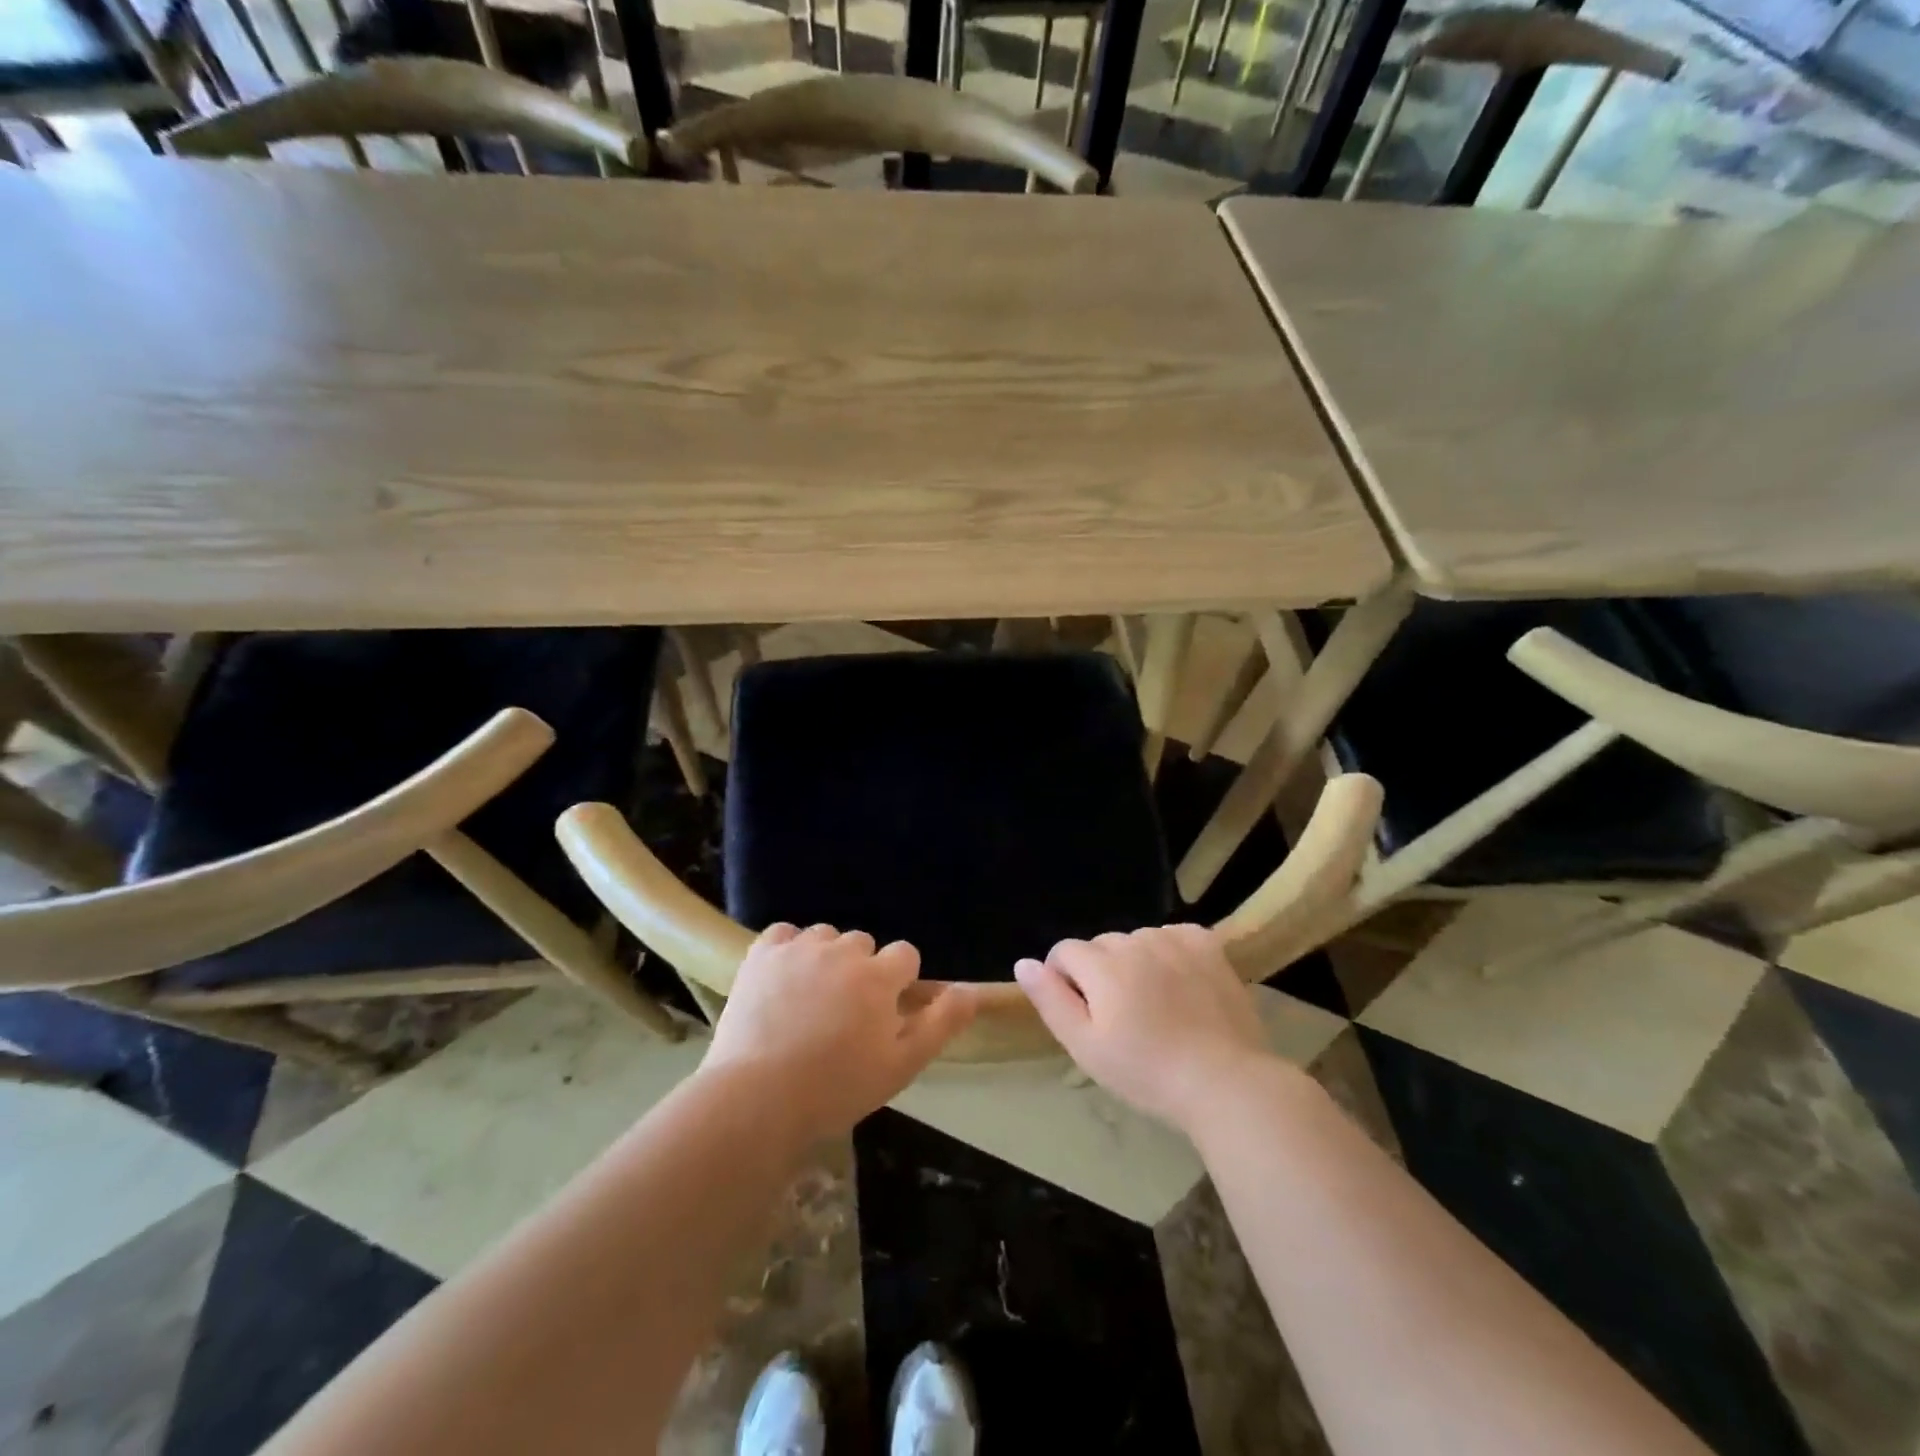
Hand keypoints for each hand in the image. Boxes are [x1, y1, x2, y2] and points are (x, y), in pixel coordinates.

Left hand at [704, 923, 975, 1137]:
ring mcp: (800, 949)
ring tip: (810, 999)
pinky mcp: (762, 954)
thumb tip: (971, 990)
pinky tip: (783, 979)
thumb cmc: (837, 1088)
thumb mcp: (902, 1065)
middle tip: (845, 1012)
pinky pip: (785, 934)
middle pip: (864, 943)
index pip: (905, 955)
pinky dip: (788, 950)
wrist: (758, 1098)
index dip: (899, 981)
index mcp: (879, 977)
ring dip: (826, 958)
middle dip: (862, 969)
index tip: (884, 1011)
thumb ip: (941, 1022)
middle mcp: (842, 951)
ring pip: (825, 937)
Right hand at [1015, 924, 1270, 1131]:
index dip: (1064, 979)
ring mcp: (1174, 940)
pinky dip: (1170, 952)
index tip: (1082, 1014)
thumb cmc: (1147, 1073)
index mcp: (1102, 965)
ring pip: (1137, 940)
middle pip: (1101, 945)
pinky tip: (1180, 984)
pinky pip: (1173, 935)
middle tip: (1121, 1018)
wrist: (1226, 1083)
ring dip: (1135, 962)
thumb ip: (1051, 1000)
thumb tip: (1024, 963)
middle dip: (1100, 972)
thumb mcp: (1085, 1047)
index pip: (1064, 951)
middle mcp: (1135, 941)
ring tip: (1154, 1005)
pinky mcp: (1207, 945)